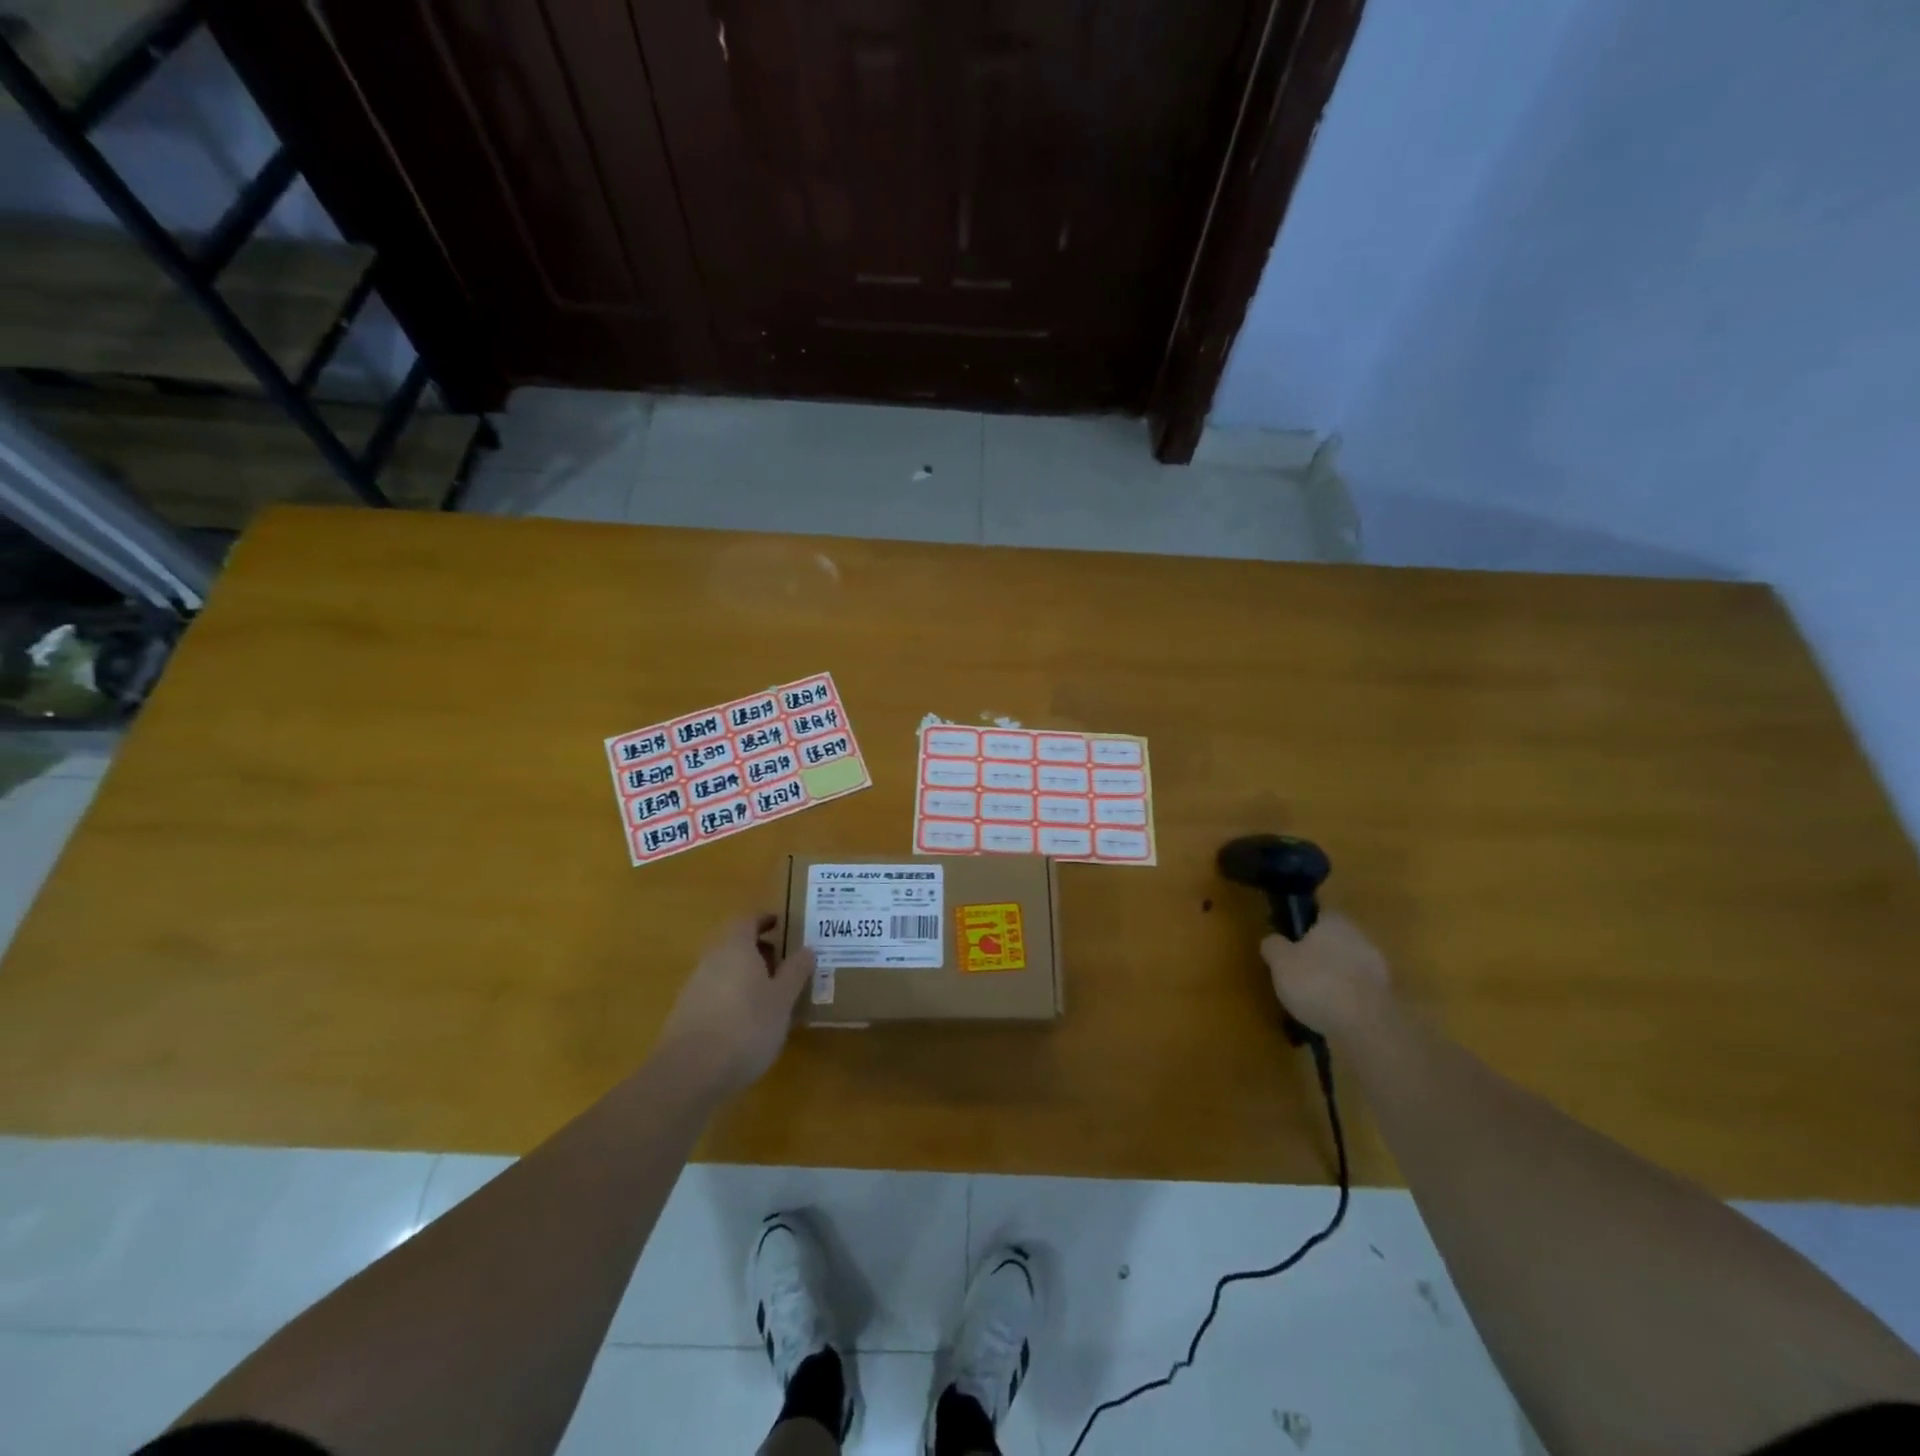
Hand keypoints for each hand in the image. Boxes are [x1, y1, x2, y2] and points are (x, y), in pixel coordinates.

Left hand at [654, 915, 813, 1097]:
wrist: (689, 1074)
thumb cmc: (746, 1027)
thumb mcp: (782, 999)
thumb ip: (795, 971)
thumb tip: (807, 949)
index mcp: (735, 948)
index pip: (747, 919)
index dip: (766, 919)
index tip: (784, 925)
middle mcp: (711, 960)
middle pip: (735, 944)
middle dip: (761, 950)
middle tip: (786, 963)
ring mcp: (694, 988)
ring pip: (725, 970)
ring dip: (748, 976)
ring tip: (774, 996)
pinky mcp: (686, 1016)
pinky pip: (716, 994)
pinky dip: (734, 997)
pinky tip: (750, 1022)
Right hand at [1260, 912, 1393, 1037]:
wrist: (1366, 1026)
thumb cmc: (1317, 982)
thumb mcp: (1280, 962)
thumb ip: (1273, 946)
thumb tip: (1272, 940)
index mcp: (1335, 922)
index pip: (1319, 914)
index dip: (1304, 926)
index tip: (1291, 941)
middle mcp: (1360, 938)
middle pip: (1336, 941)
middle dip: (1320, 954)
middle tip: (1299, 971)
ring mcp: (1378, 969)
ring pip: (1349, 967)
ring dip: (1335, 978)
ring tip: (1313, 1000)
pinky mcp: (1387, 998)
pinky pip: (1359, 992)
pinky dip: (1347, 1000)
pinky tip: (1331, 1016)